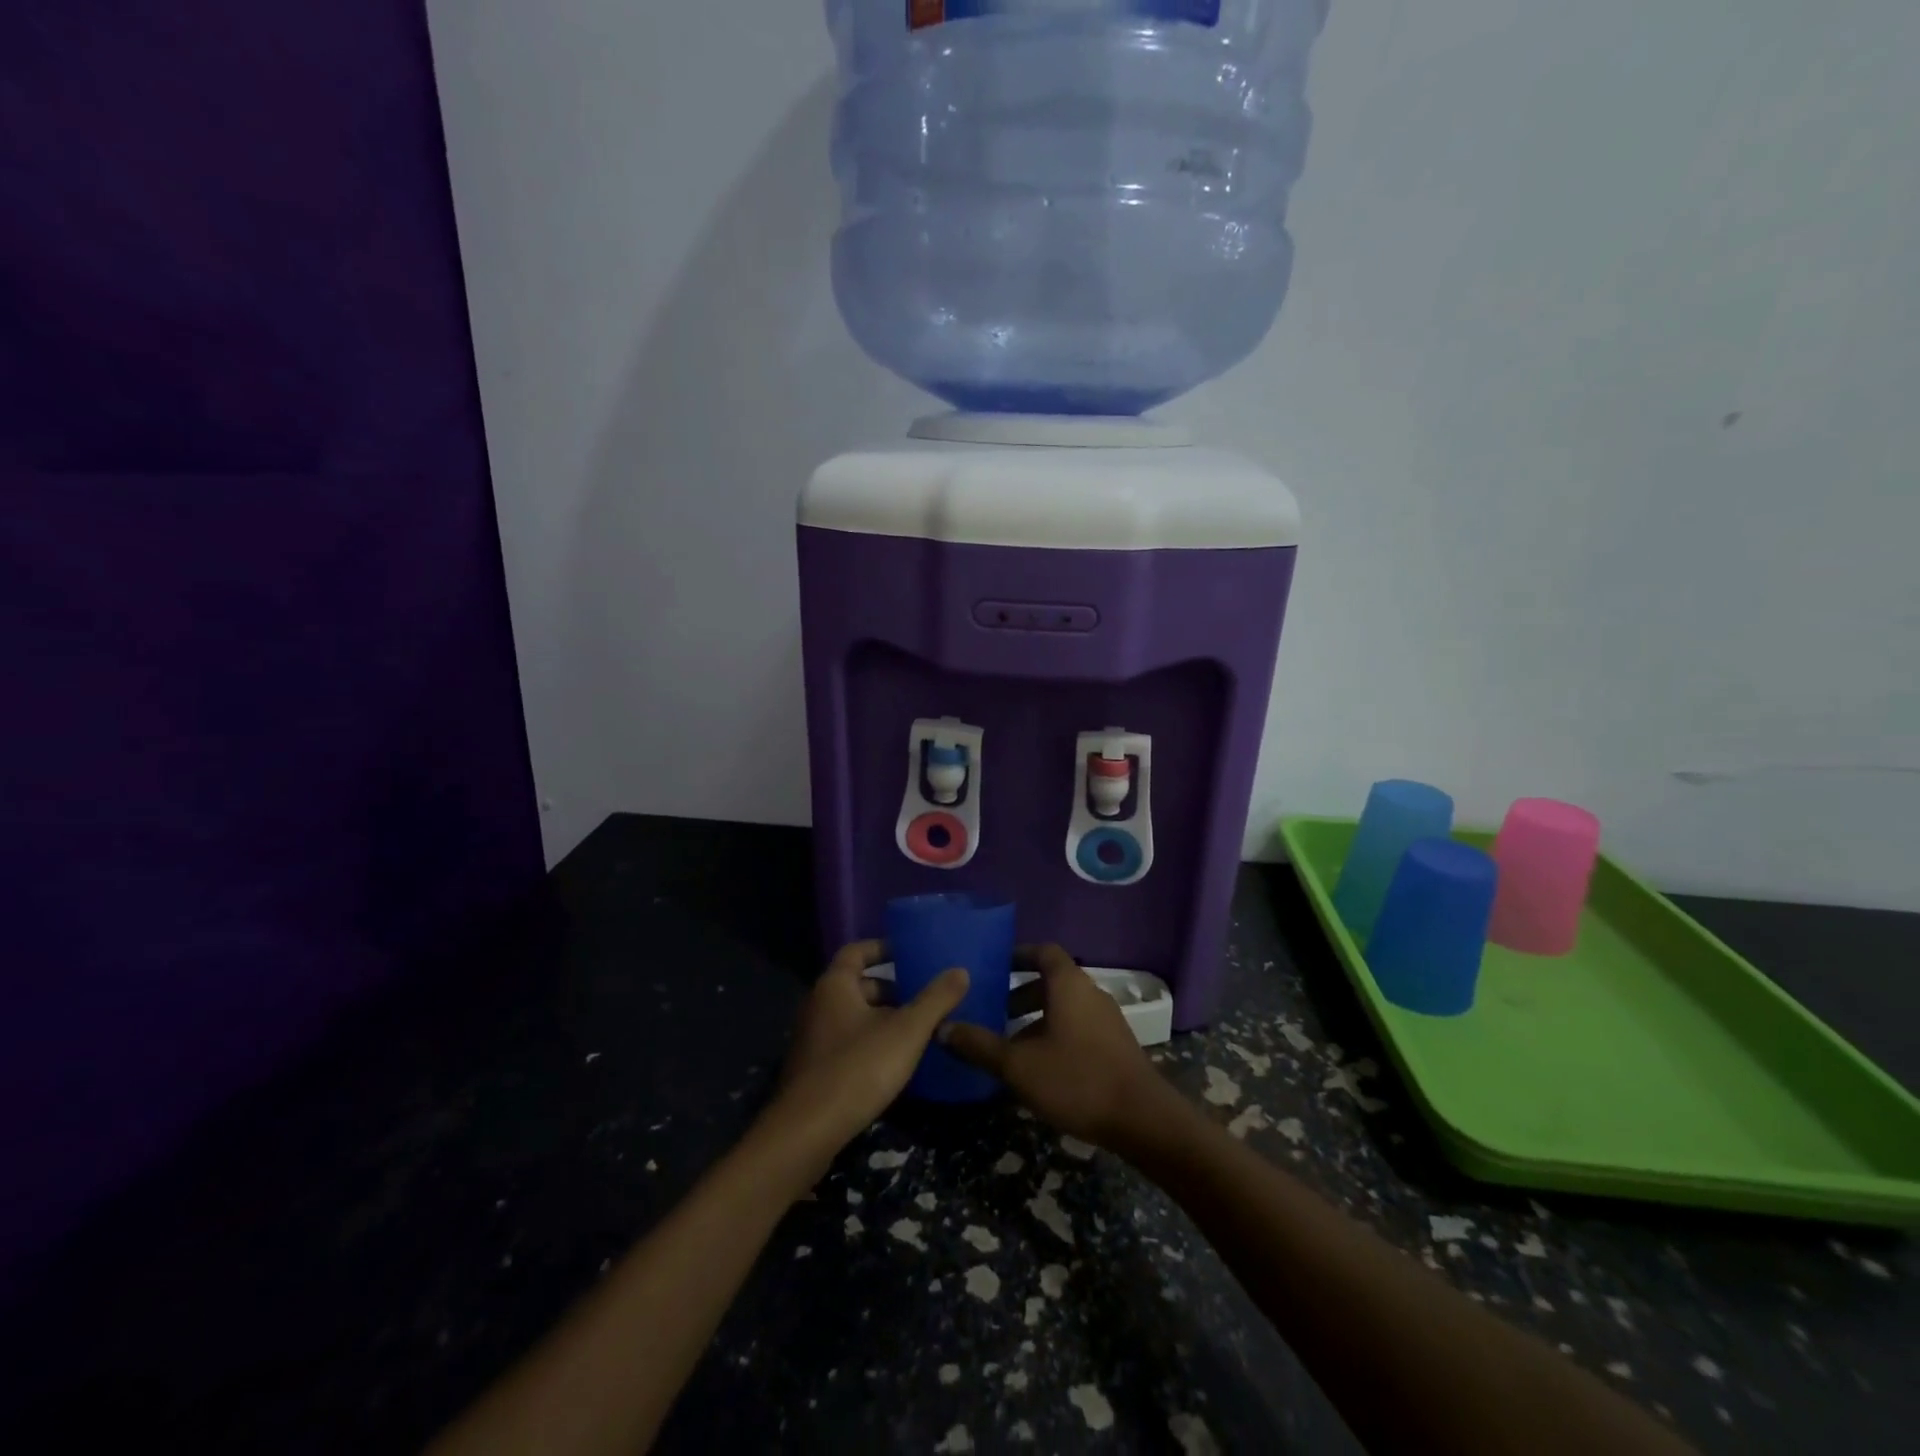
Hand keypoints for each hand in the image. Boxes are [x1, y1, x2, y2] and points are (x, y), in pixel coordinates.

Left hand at [766, 940, 969, 1171]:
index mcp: (835, 985)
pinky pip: (847, 1043)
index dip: (883, 948)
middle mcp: (818, 1005)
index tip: (910, 953)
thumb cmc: (858, 1068)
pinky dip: (871, 1044)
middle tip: (924, 999)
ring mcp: (813, 1039)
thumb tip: (961, 971)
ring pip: (854, 1017)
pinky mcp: (814, 1070)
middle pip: (858, 986)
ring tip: (918, 1032)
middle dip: (891, 990)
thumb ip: (935, 1000)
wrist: (807, 1132)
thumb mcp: (906, 1031)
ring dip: (883, 1020)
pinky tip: (894, 1064)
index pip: (857, 951)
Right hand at [942, 944, 1174, 1149]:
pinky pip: (1079, 1026)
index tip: (996, 964)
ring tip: (1011, 1044)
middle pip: (1052, 981)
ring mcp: (1107, 1019)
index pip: (1043, 952)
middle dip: (1022, 994)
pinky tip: (1041, 1067)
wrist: (1143, 1119)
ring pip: (1065, 1007)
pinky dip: (1056, 1033)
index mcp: (1068, 985)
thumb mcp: (1019, 1066)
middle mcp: (1090, 992)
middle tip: (995, 1011)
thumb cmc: (1077, 1080)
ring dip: (1038, 1018)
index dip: (1019, 954)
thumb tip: (942, 1027)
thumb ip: (979, 1045)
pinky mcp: (1116, 1044)